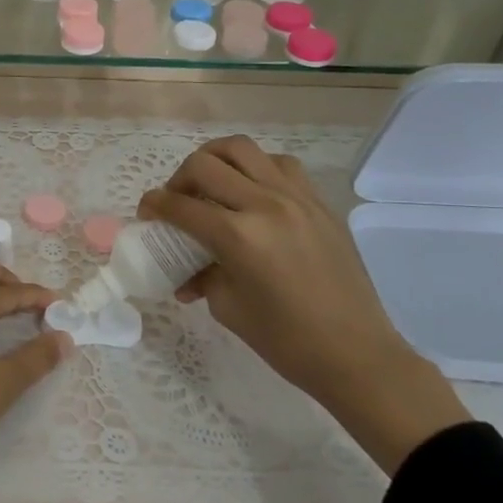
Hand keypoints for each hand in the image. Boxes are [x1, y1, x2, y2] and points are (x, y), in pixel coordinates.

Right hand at [139, 137, 470, 473]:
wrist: (356, 353)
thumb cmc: (285, 341)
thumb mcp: (228, 308)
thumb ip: (201, 276)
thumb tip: (185, 273)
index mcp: (239, 237)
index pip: (181, 206)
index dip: (154, 205)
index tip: (146, 213)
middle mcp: (266, 205)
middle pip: (205, 164)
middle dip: (179, 179)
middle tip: (177, 200)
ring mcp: (297, 198)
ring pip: (243, 149)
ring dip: (216, 160)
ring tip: (211, 184)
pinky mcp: (319, 203)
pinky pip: (280, 165)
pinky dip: (256, 168)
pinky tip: (252, 192)